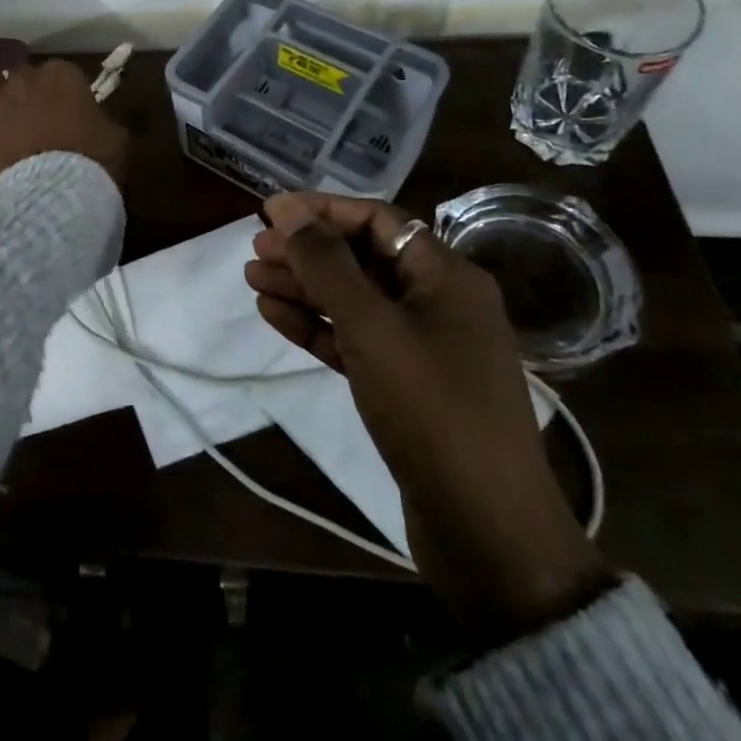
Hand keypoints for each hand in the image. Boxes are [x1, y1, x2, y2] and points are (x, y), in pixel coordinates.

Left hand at [0, 59, 129, 192]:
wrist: (51, 196)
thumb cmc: (92, 163)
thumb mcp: (116, 138)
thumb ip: (103, 120)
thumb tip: (96, 121)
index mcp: (62, 75)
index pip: (60, 71)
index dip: (62, 90)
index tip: (67, 108)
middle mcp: (24, 79)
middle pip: (22, 74)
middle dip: (27, 90)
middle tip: (35, 115)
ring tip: (1, 111)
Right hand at [246, 193, 612, 641]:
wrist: (488, 533)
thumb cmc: (432, 410)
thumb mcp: (372, 326)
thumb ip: (326, 263)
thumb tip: (286, 207)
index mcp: (447, 276)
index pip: (377, 220)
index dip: (321, 211)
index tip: (269, 213)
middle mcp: (439, 302)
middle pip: (362, 258)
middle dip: (307, 251)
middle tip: (255, 251)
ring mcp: (425, 347)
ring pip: (355, 300)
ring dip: (304, 288)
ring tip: (252, 280)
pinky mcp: (408, 387)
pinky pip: (356, 340)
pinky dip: (318, 326)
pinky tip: (275, 316)